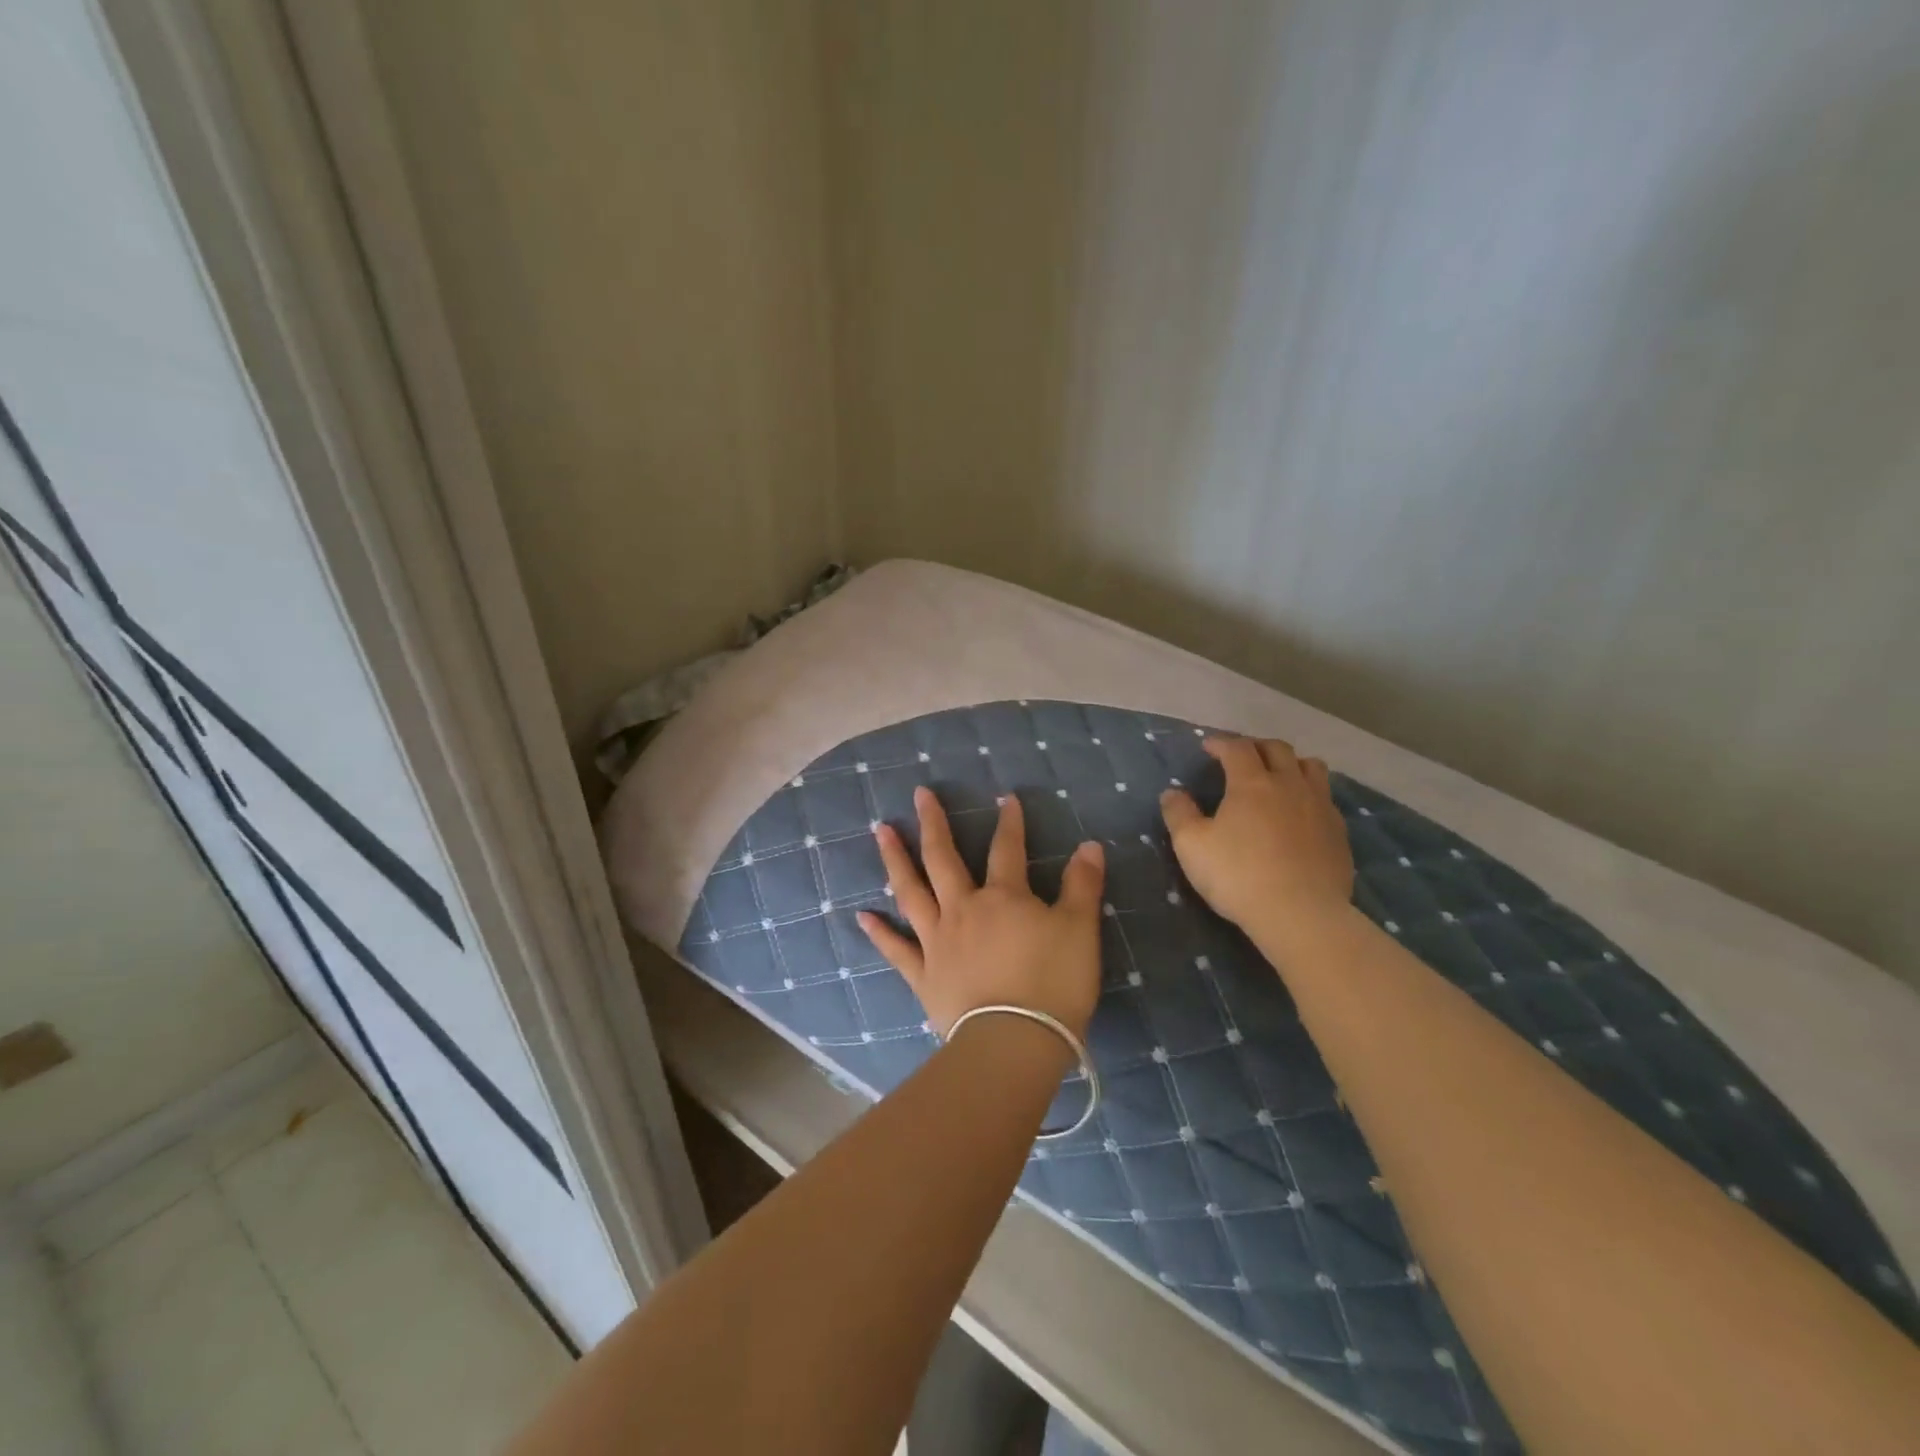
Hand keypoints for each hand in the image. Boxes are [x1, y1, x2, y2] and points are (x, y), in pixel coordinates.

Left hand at [858, 787, 1105, 1038]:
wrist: (1014, 1042)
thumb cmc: (1053, 984)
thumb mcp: (1080, 930)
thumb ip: (1082, 886)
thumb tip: (1090, 846)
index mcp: (1003, 898)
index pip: (1007, 849)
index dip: (1009, 822)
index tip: (1005, 798)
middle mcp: (963, 910)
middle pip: (943, 859)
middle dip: (933, 824)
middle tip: (919, 794)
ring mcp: (937, 942)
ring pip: (911, 892)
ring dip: (895, 860)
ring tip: (881, 832)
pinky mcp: (923, 976)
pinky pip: (896, 949)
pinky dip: (879, 932)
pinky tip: (863, 915)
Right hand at [1160, 737, 1353, 932]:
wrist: (1301, 914)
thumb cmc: (1238, 875)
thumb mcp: (1192, 846)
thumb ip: (1179, 814)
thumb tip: (1172, 792)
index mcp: (1252, 783)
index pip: (1237, 748)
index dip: (1221, 743)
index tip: (1207, 747)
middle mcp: (1290, 785)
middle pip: (1278, 749)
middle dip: (1256, 746)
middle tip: (1241, 757)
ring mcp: (1320, 807)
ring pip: (1311, 767)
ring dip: (1291, 763)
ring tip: (1278, 776)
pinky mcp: (1339, 832)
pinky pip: (1326, 798)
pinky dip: (1310, 794)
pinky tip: (1300, 813)